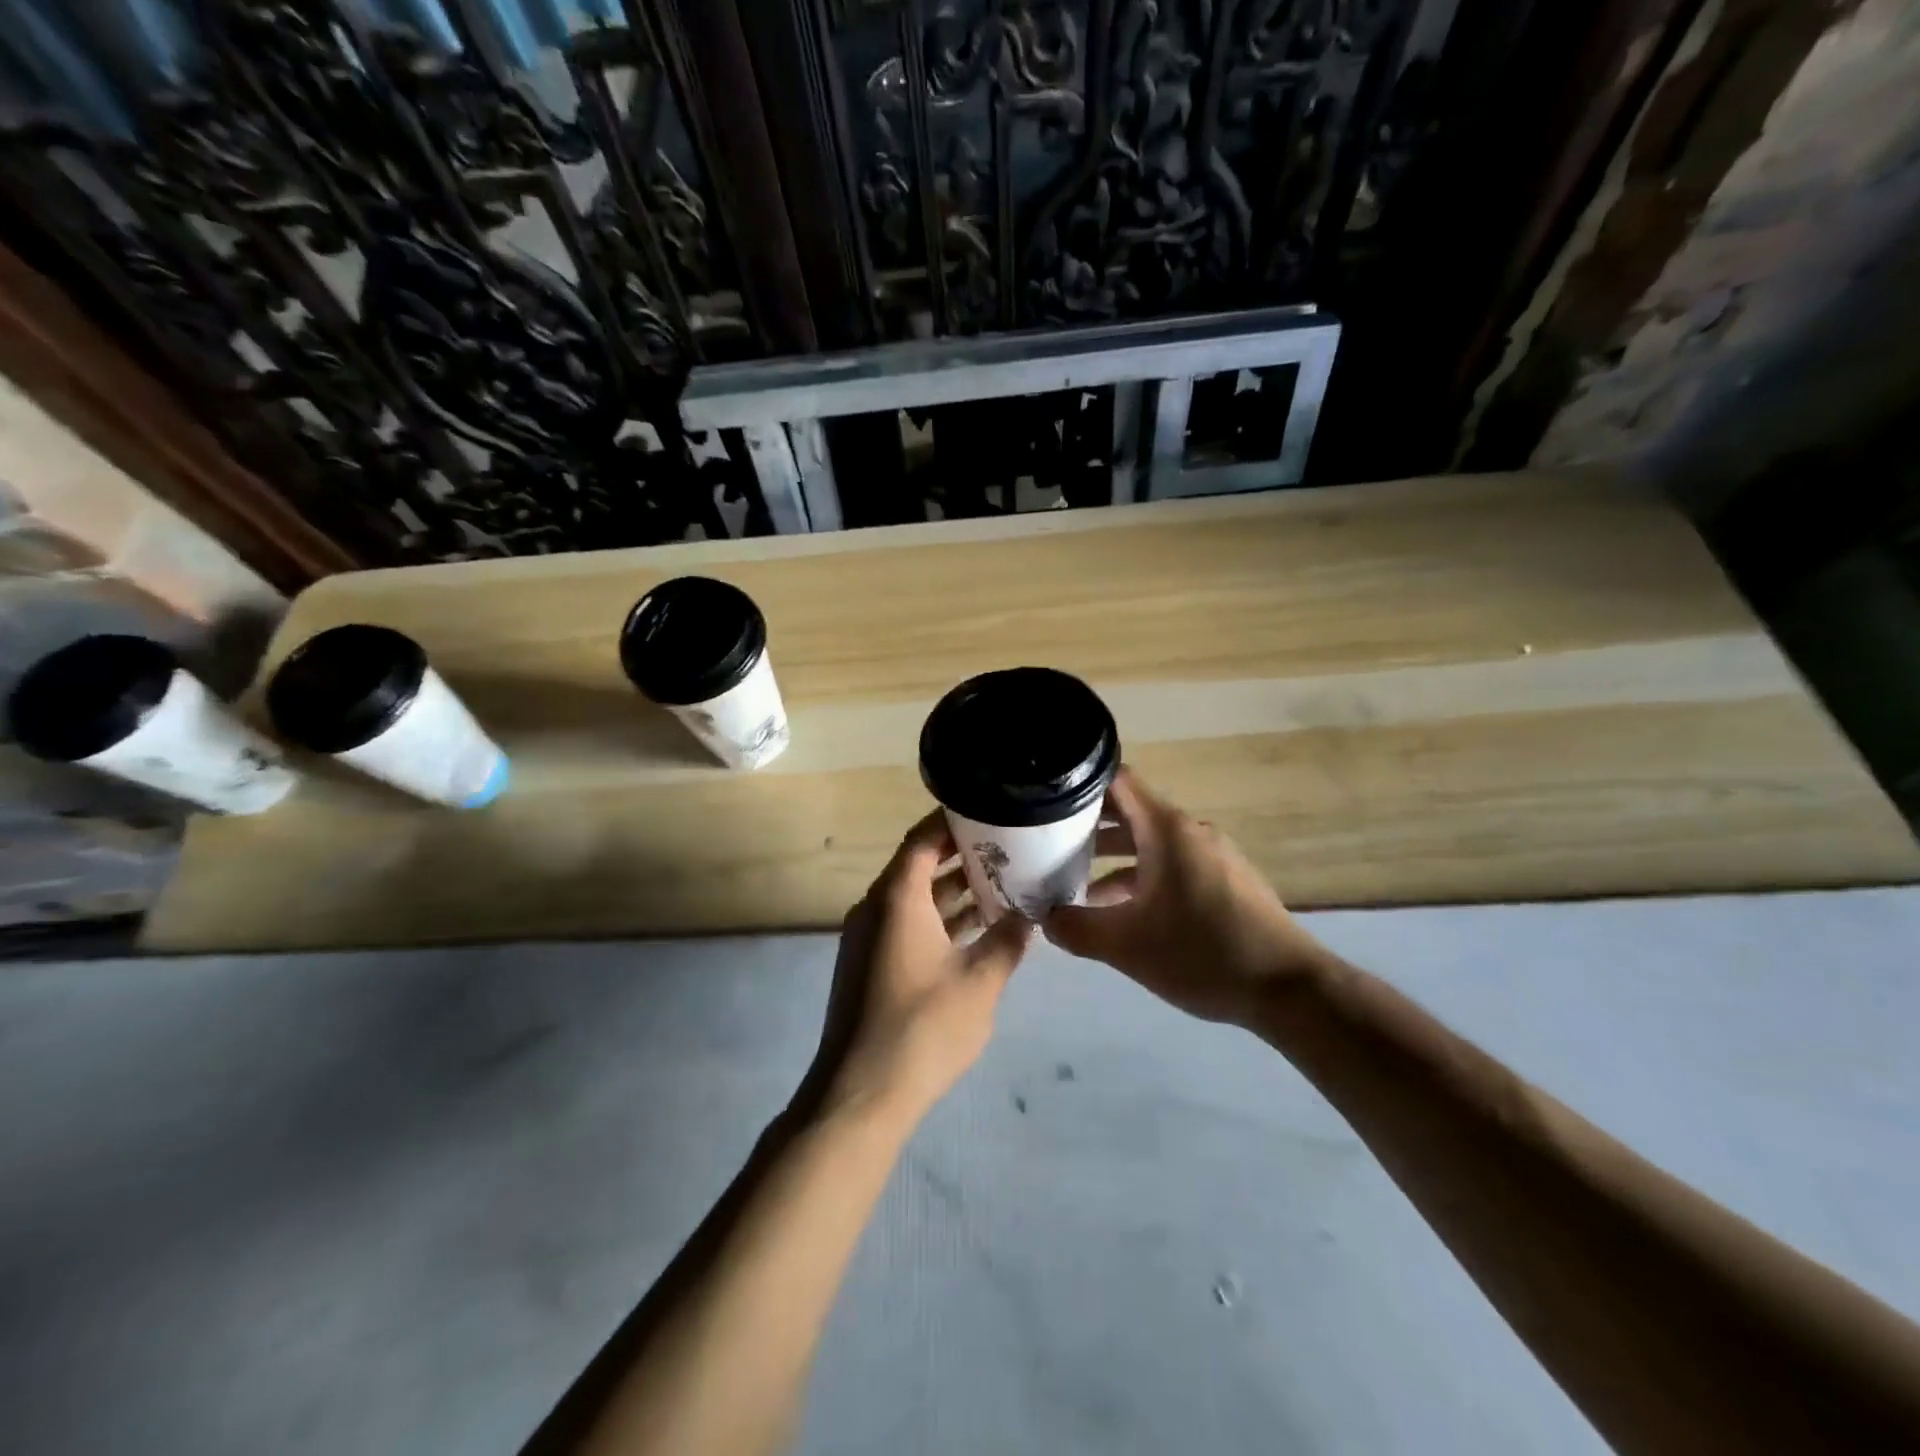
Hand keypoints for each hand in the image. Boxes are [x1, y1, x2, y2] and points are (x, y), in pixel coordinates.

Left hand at [801, 809, 1031, 1125]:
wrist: (860, 1094)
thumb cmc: (923, 1027)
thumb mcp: (980, 981)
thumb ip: (1008, 941)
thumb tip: (1031, 913)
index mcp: (897, 899)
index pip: (923, 840)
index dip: (952, 821)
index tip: (988, 810)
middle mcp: (876, 908)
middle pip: (918, 866)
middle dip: (961, 856)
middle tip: (1007, 847)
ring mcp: (869, 939)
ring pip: (914, 900)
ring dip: (953, 893)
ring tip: (1002, 885)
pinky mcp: (869, 966)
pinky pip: (907, 926)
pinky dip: (939, 921)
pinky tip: (977, 932)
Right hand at [1044, 767, 1327, 1025]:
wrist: (1288, 989)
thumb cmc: (1202, 953)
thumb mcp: (1126, 946)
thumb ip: (1076, 929)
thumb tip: (1044, 919)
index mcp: (1166, 830)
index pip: (1117, 782)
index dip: (1079, 786)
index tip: (1046, 802)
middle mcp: (1190, 831)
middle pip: (1131, 812)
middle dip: (1088, 826)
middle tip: (1048, 844)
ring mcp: (1212, 855)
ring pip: (1151, 842)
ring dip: (1114, 857)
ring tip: (1076, 882)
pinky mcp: (1225, 879)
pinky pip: (1173, 863)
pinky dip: (1143, 875)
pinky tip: (1124, 911)